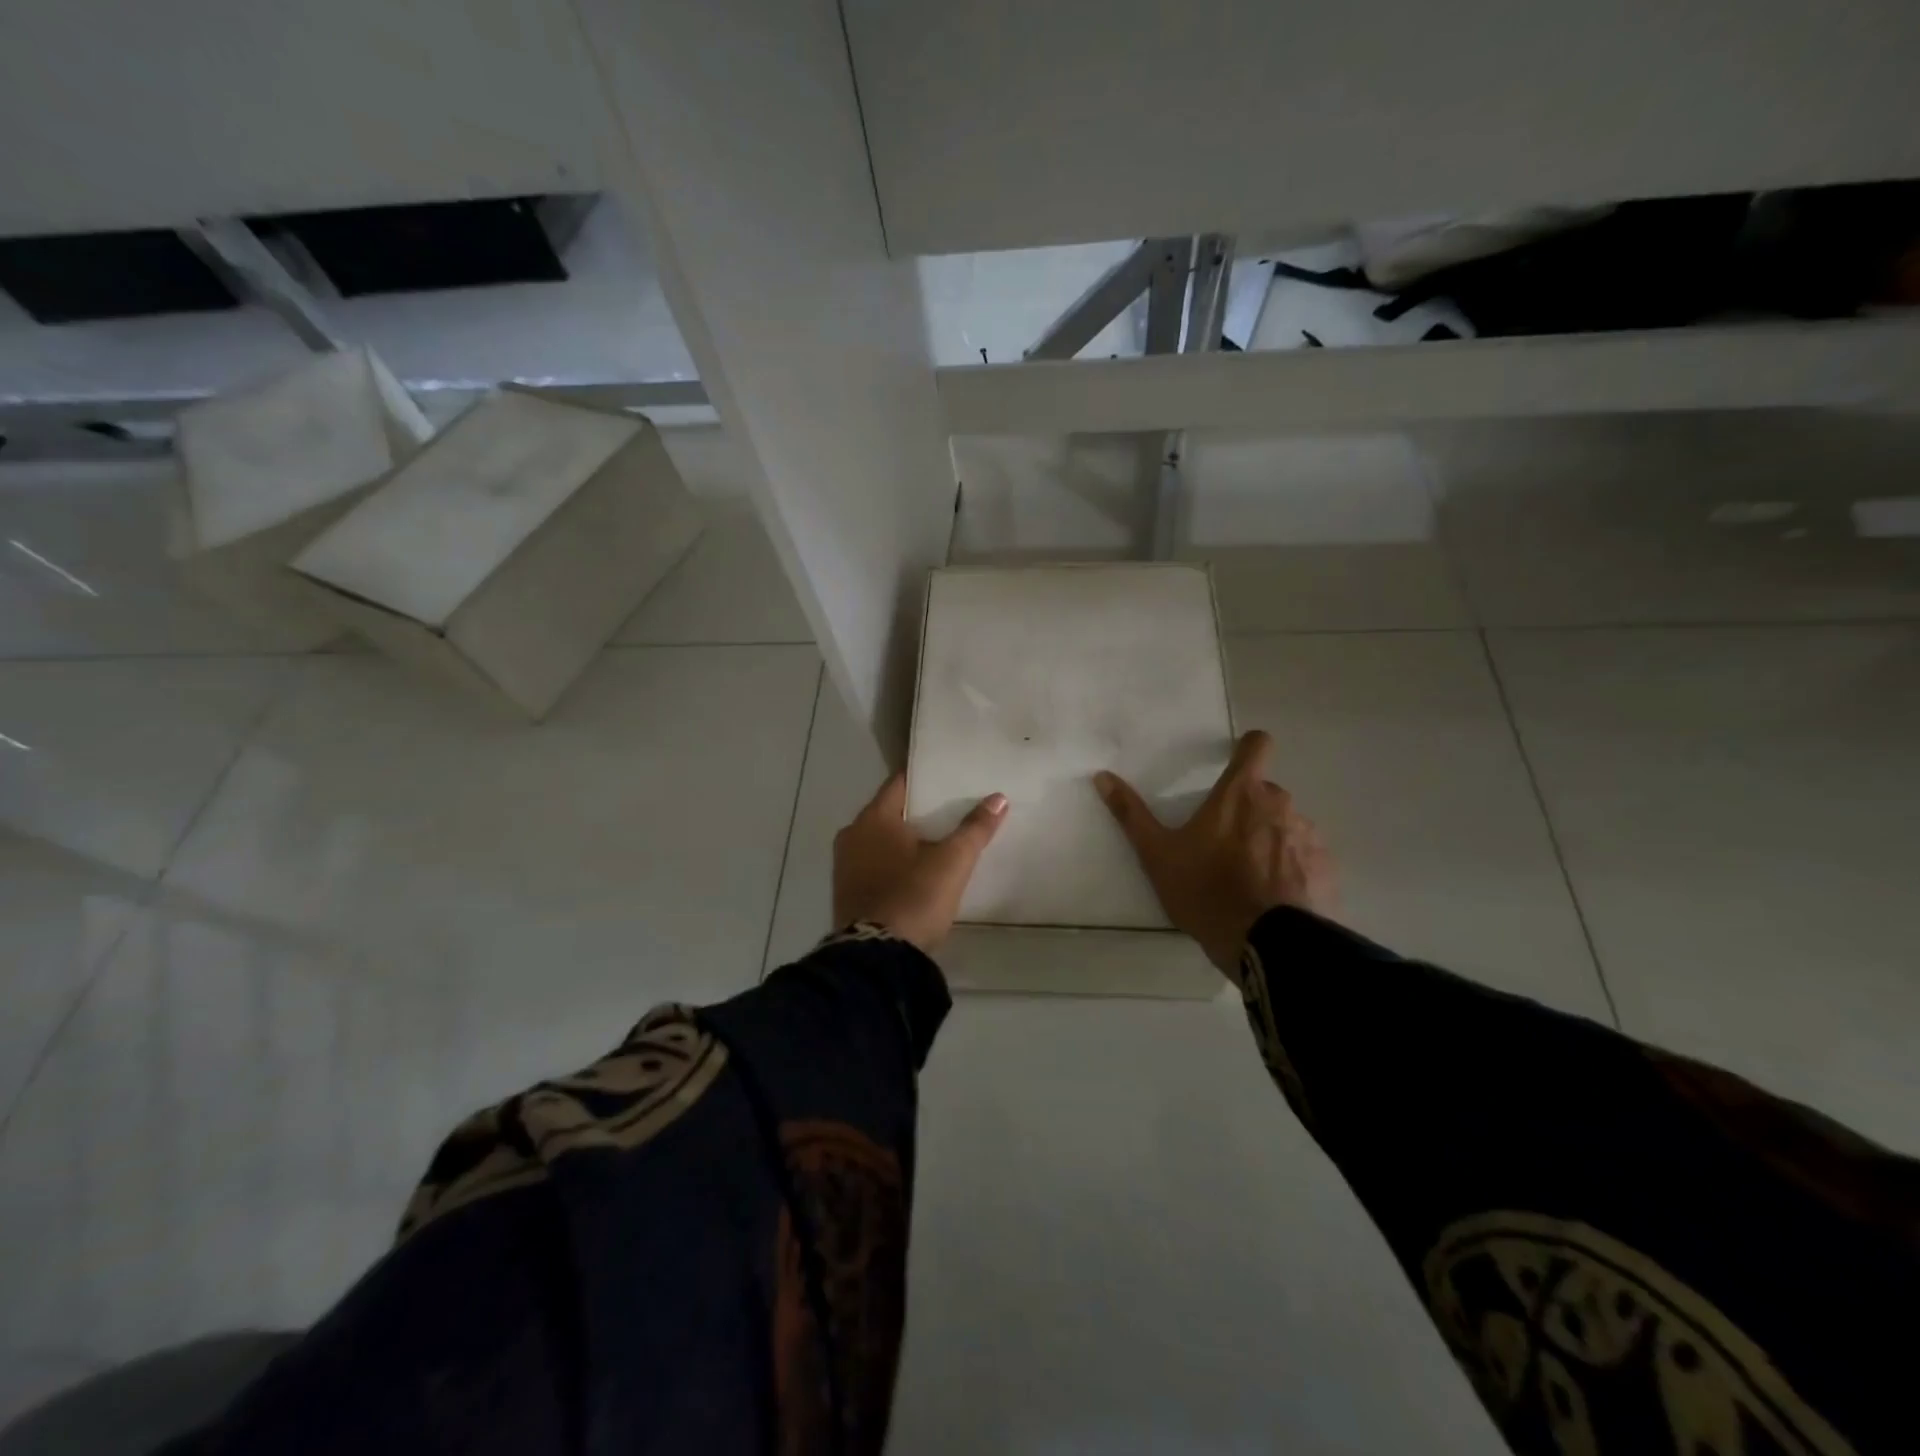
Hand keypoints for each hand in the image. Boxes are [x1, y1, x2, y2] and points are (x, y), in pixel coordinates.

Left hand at [833, 774, 1008, 952]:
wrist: (878, 958)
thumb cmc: (914, 898)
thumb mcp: (952, 863)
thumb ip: (974, 829)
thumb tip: (998, 798)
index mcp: (873, 818)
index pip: (899, 783)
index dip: (924, 778)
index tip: (947, 776)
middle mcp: (852, 835)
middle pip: (889, 812)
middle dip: (917, 811)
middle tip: (951, 810)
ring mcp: (845, 866)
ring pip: (880, 840)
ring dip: (904, 839)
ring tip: (938, 841)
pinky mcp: (847, 893)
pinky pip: (874, 864)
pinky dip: (893, 862)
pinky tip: (916, 871)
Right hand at [1095, 729, 1334, 975]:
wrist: (1264, 943)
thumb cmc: (1205, 890)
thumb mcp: (1157, 854)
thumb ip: (1131, 813)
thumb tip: (1102, 776)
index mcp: (1240, 793)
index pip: (1257, 745)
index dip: (1247, 747)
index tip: (1234, 760)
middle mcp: (1280, 804)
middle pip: (1265, 792)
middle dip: (1248, 808)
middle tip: (1224, 841)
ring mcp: (1308, 836)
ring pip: (1287, 824)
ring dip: (1270, 838)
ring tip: (1249, 875)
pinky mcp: (1325, 868)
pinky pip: (1306, 856)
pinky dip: (1292, 867)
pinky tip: (1273, 894)